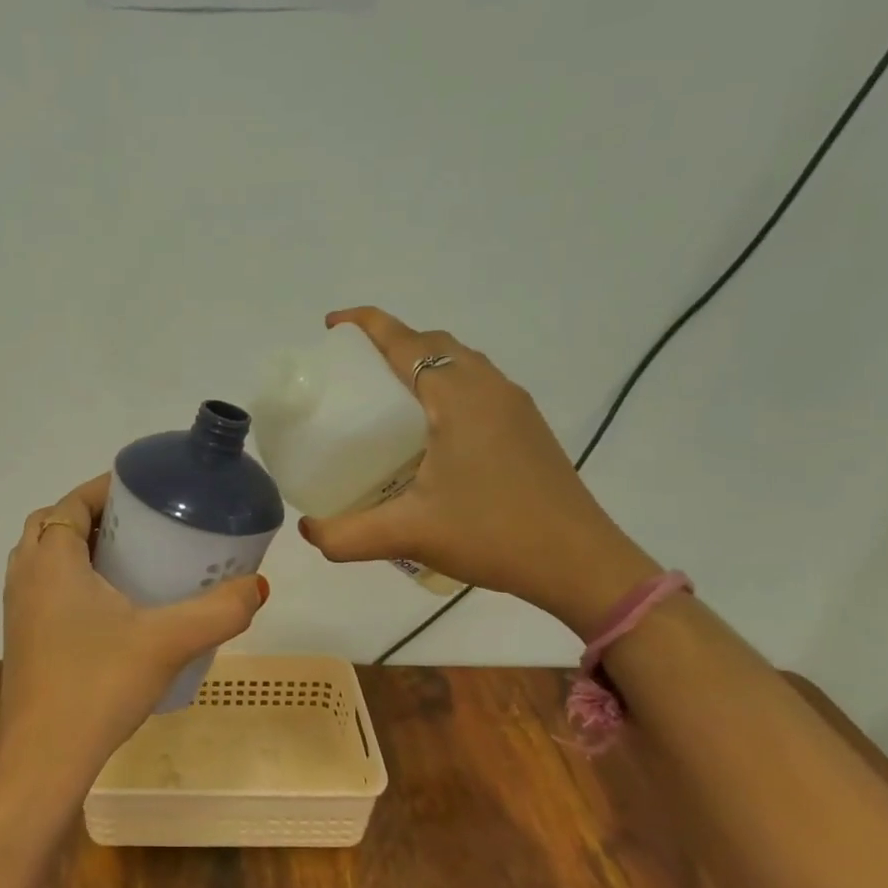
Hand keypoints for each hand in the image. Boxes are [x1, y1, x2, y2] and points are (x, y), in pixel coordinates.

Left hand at [0, 475, 268, 797]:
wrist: (44, 760)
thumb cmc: (98, 685)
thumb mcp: (168, 642)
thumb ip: (219, 611)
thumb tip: (259, 587)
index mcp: (51, 561)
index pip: (71, 503)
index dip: (104, 489)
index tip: (143, 492)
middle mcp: (25, 576)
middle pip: (53, 526)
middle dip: (93, 517)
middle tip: (139, 527)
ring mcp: (17, 611)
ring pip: (44, 559)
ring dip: (78, 549)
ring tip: (127, 562)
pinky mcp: (20, 641)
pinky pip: (42, 590)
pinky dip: (69, 581)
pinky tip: (109, 610)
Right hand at [298, 307, 657, 634]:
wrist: (579, 562)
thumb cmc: (492, 535)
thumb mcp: (408, 535)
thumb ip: (346, 535)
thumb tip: (307, 530)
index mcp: (458, 397)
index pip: (405, 342)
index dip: (366, 325)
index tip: (331, 326)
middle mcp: (489, 388)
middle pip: (433, 343)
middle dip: (390, 341)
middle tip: (351, 367)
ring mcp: (514, 406)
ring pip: (460, 362)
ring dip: (421, 361)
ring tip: (385, 392)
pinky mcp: (526, 427)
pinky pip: (477, 384)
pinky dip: (445, 384)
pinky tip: (429, 427)